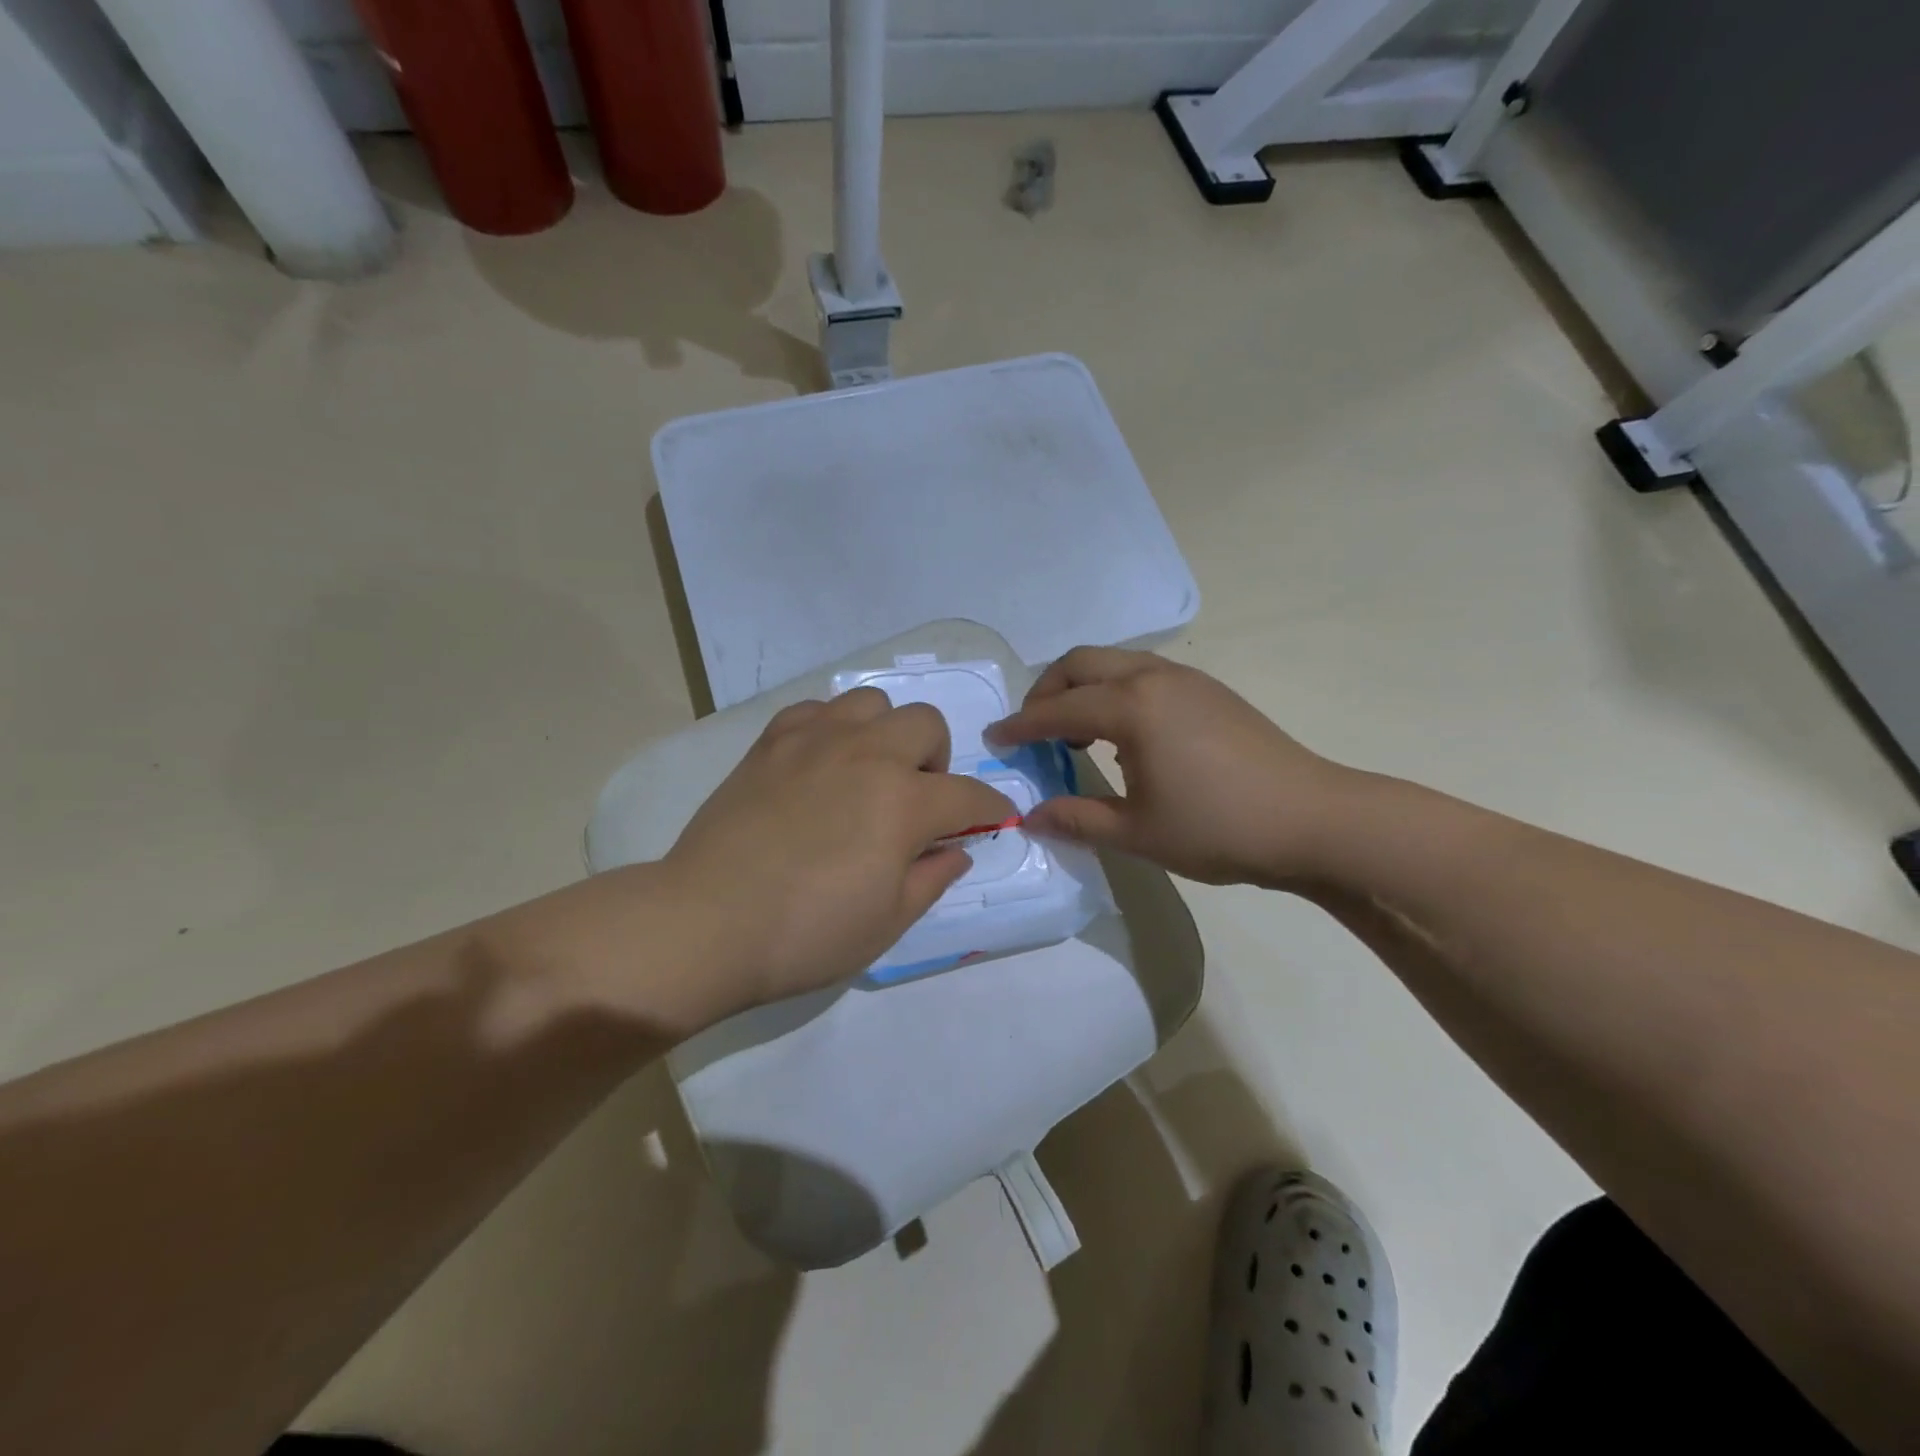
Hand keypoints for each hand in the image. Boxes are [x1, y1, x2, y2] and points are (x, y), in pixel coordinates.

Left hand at [661, 688, 1014, 1009]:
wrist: (708, 922)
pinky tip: (821, 763)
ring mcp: (815, 740)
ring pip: (872, 702)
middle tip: (916, 802)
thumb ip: (933, 878)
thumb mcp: (888, 923)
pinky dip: (832, 728)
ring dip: (886, 733)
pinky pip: (816, 709)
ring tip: (869, 773)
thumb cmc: (807, 934)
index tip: (994, 819)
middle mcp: (867, 755)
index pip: (968, 794)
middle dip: (937, 760)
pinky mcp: (771, 742)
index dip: (990, 808)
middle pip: (926, 724)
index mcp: (904, 802)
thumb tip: (957, 850)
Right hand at [986, 647, 1361, 887]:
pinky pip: (1143, 673)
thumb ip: (1077, 818)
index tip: (994, 739)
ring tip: (1074, 732)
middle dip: (1047, 690)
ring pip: (1115, 663)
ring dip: (1083, 688)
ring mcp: (1187, 679)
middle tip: (1032, 729)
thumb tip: (1030, 816)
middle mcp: (1154, 678)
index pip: (1058, 709)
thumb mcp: (1138, 832)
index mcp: (1132, 707)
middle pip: (1081, 663)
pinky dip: (1115, 691)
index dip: (1021, 726)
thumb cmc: (1219, 827)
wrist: (1314, 819)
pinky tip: (1123, 733)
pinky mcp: (1210, 690)